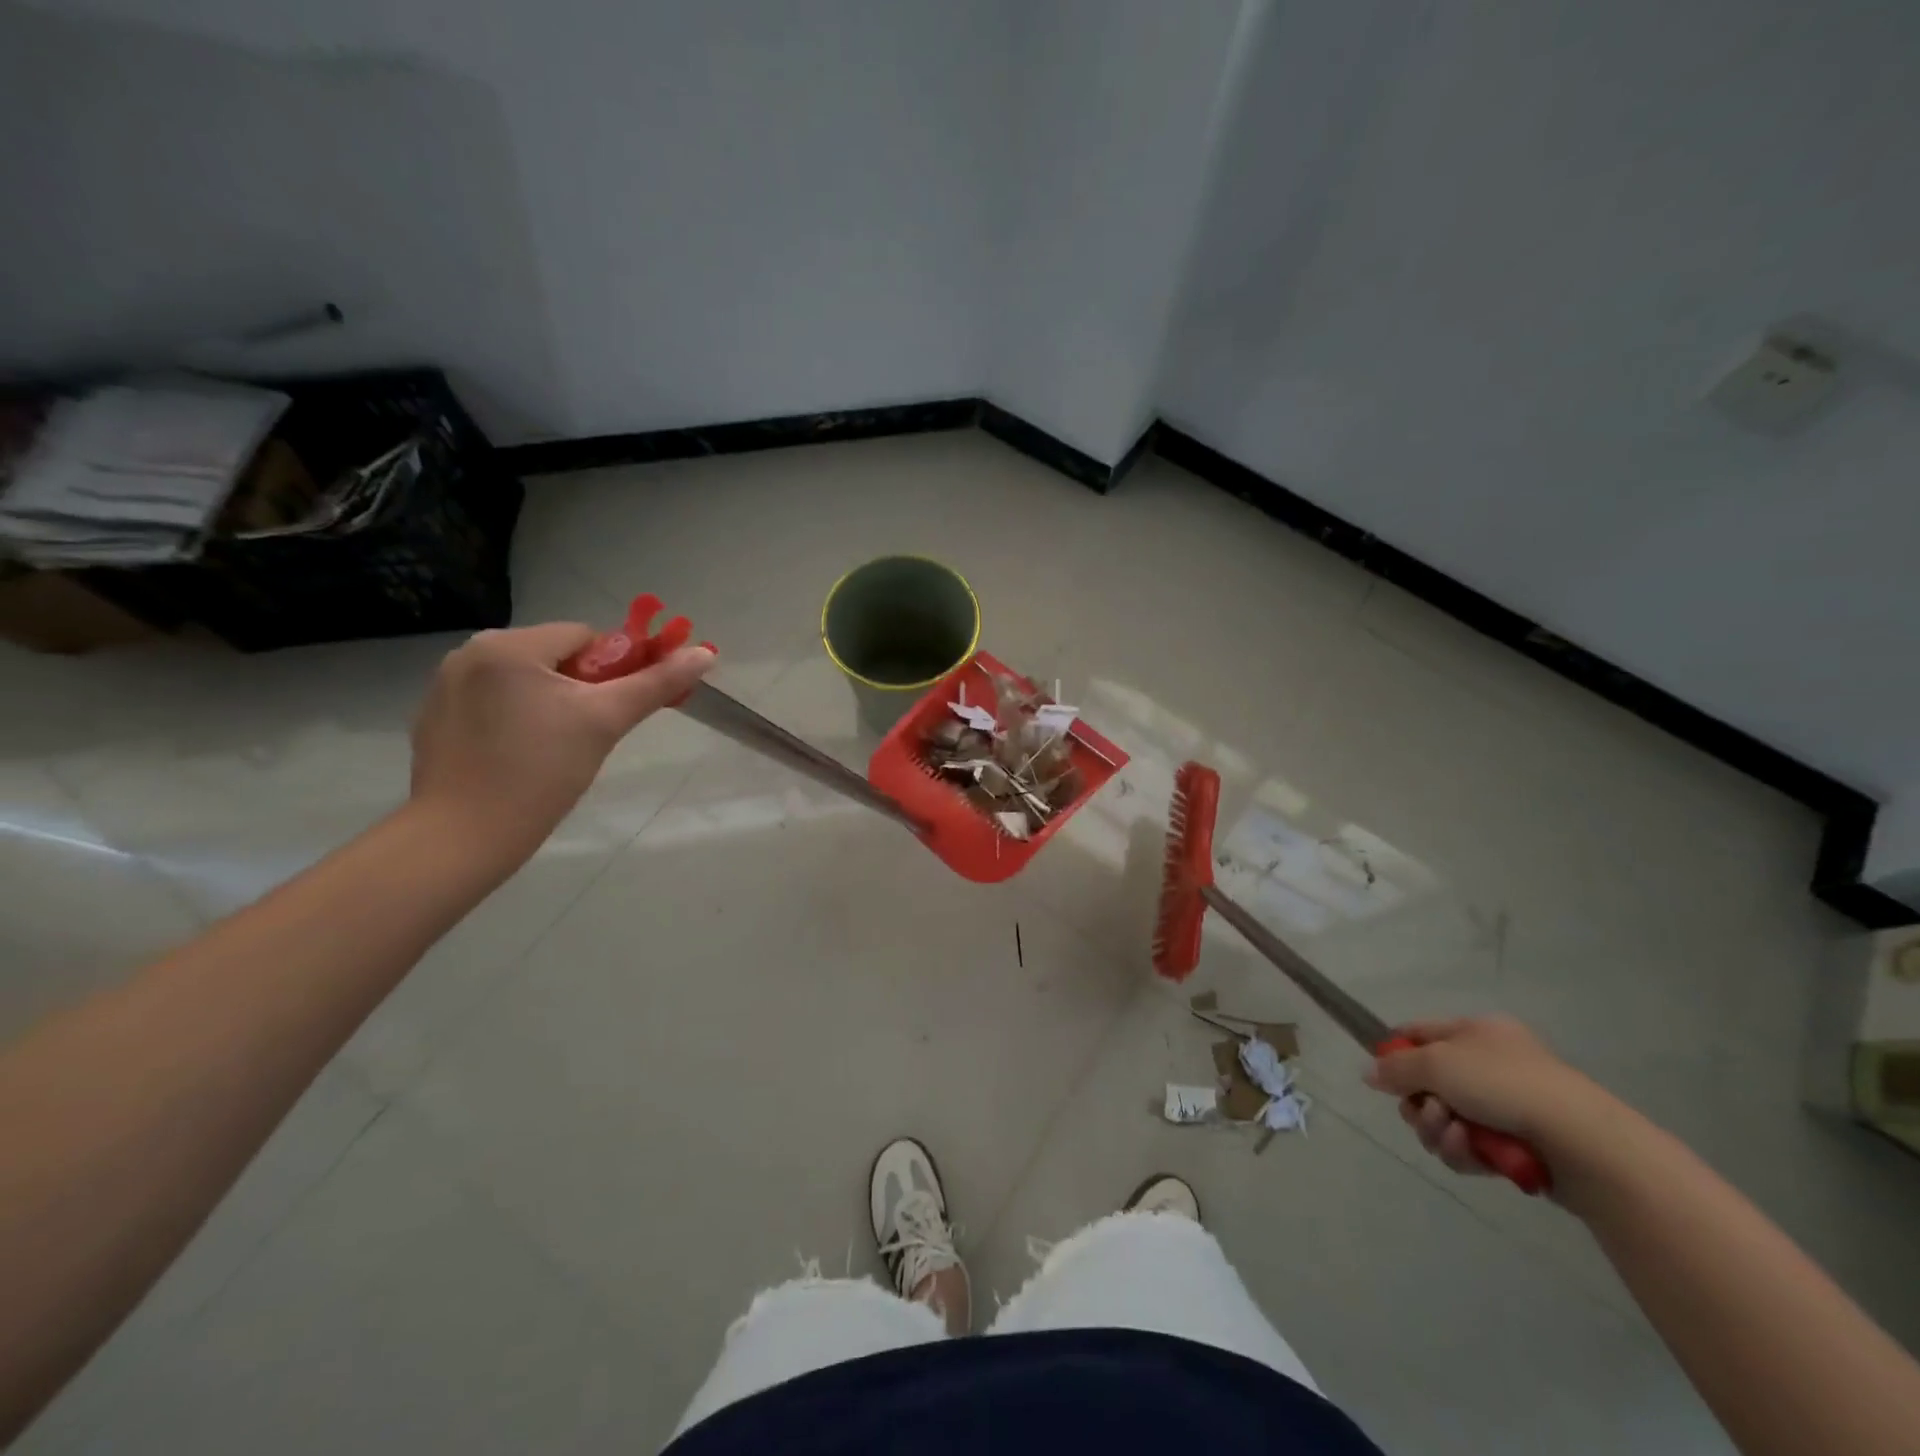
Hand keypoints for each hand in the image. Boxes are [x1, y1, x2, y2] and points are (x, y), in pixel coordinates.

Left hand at [409, 622, 714, 856]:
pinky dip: (516, 719)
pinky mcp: (434, 718)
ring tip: (556, 749)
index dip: (613, 669)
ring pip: (525, 680)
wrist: (462, 838)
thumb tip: (704, 654)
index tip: (616, 710)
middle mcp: (469, 653)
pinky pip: (494, 702)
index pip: (585, 636)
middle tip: (589, 733)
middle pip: (553, 656)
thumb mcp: (605, 722)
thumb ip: (656, 683)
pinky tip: (520, 757)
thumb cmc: (540, 773)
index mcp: (508, 645)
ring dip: (550, 702)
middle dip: (581, 688)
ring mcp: (445, 686)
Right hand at [1365, 1016, 1618, 1182]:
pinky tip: (1473, 1155)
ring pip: (1445, 1119)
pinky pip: (1470, 1147)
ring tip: (1455, 1136)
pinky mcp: (1517, 1145)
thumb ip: (1396, 1067)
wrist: (1580, 1141)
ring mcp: (1506, 1106)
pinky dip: (1464, 1151)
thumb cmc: (1503, 1084)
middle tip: (1427, 1113)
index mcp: (1476, 1032)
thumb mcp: (1437, 1063)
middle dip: (1419, 1103)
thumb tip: (1370, 1073)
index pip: (1419, 1033)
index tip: (1385, 1077)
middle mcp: (1489, 1064)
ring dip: (1439, 1130)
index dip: (1396, 1053)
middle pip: (1428, 1083)